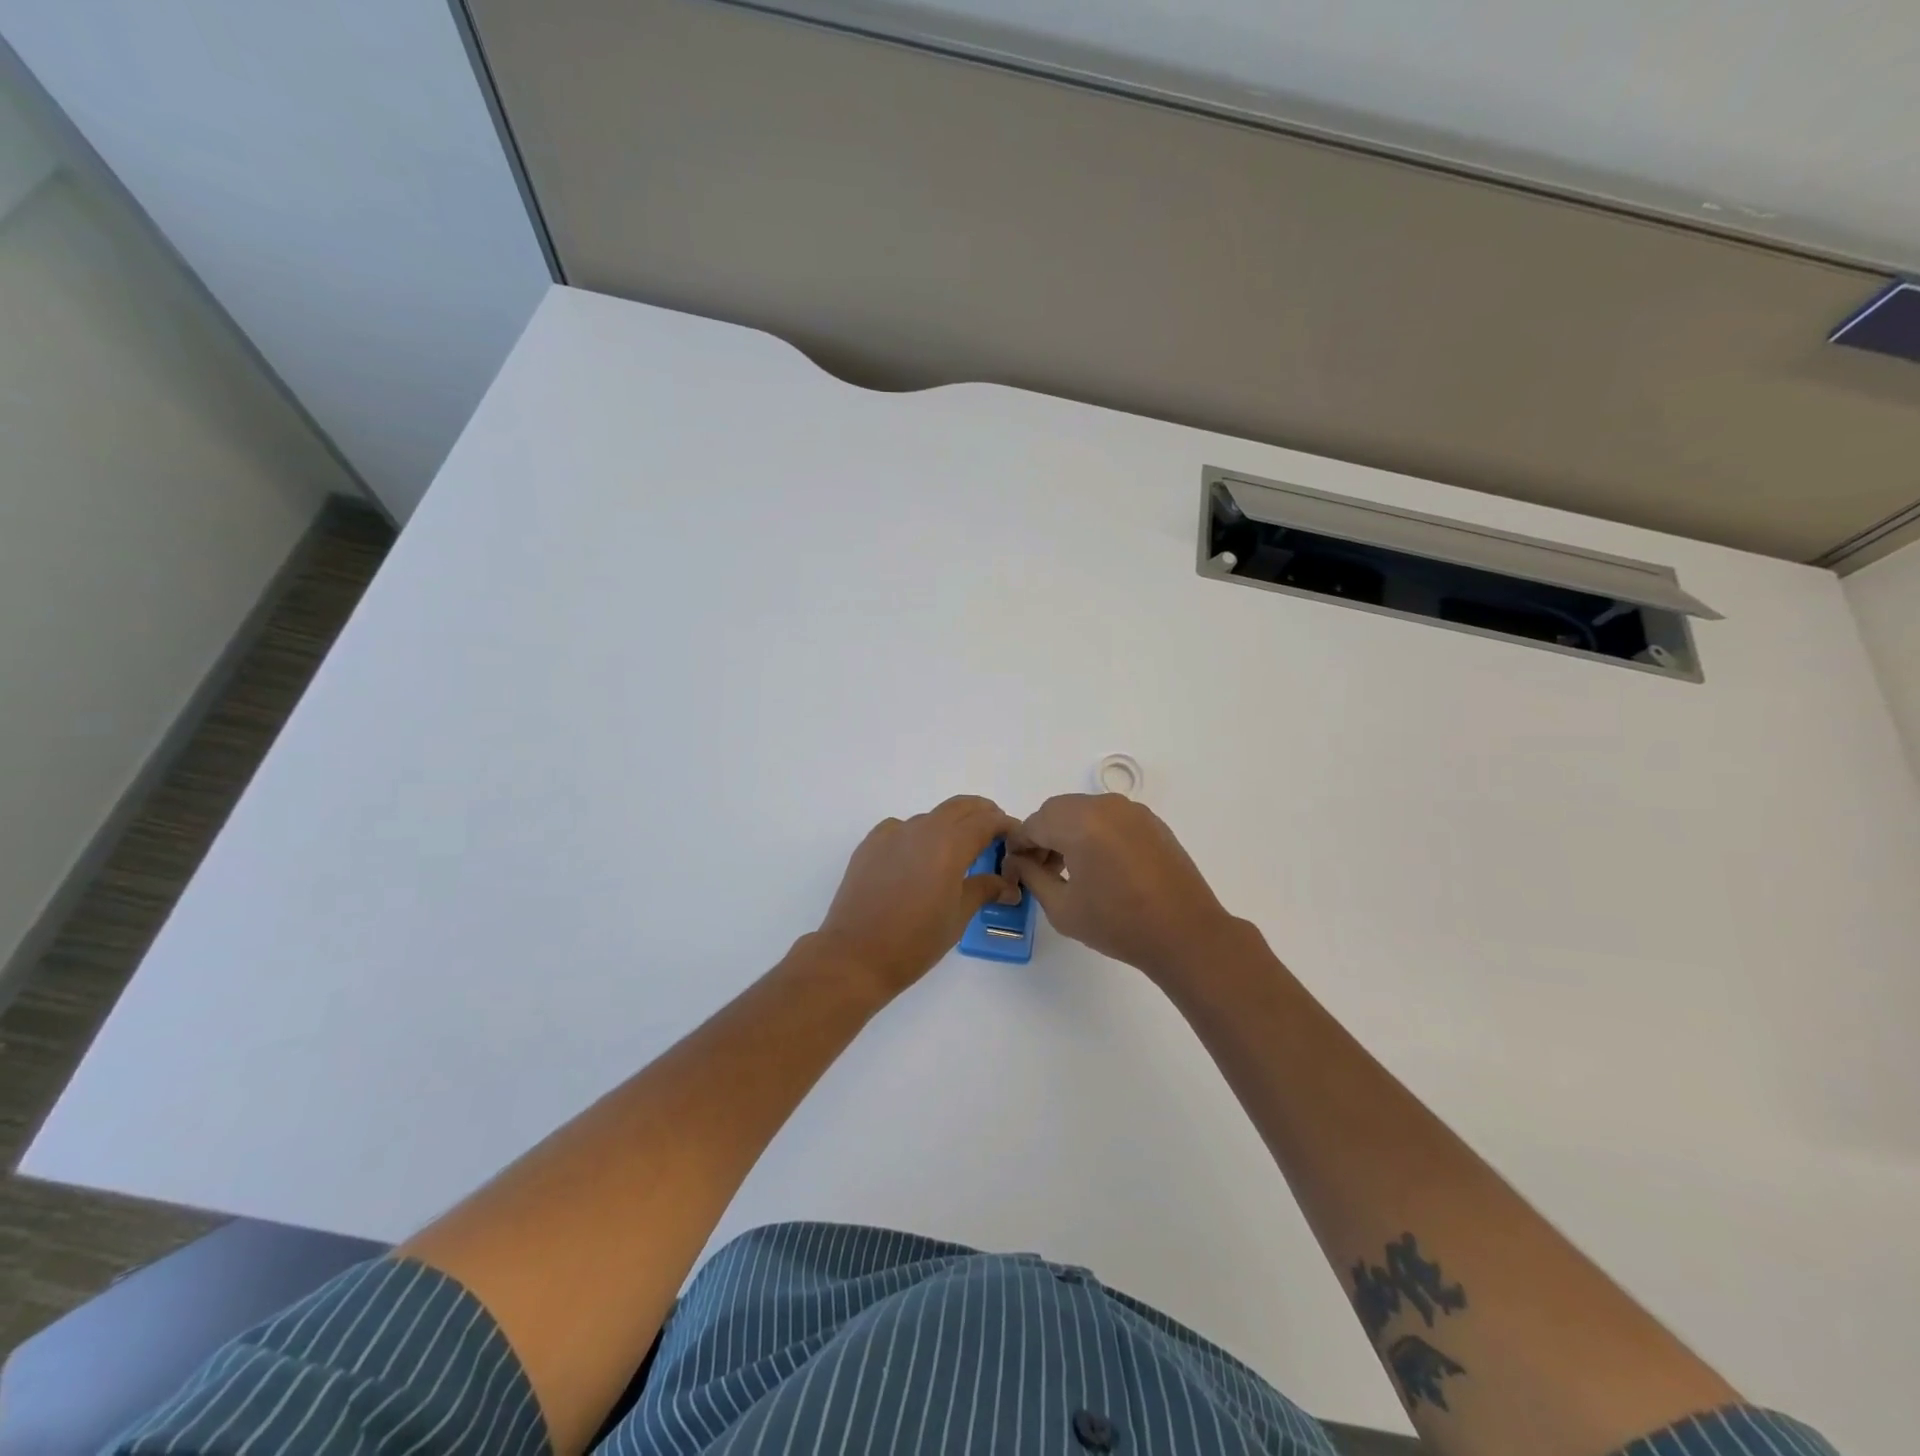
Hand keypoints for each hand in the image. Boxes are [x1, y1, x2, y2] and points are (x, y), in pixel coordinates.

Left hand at [815, 795, 1019, 995]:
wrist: (855, 956)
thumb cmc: (915, 941)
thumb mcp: (958, 916)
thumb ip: (984, 889)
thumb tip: (1007, 885)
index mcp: (949, 844)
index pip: (986, 820)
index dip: (1005, 825)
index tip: (1016, 837)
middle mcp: (921, 829)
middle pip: (959, 807)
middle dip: (981, 815)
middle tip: (994, 836)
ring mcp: (892, 833)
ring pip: (931, 817)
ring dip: (950, 826)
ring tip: (957, 854)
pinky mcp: (870, 844)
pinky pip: (903, 829)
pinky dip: (919, 836)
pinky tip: (919, 861)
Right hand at [1006, 794, 1241, 984]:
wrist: (1185, 933)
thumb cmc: (1118, 924)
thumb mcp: (1062, 907)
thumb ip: (1032, 877)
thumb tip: (1018, 861)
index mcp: (1079, 823)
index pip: (1033, 824)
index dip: (1018, 846)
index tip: (1015, 871)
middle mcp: (1104, 805)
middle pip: (1057, 811)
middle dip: (1042, 836)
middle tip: (1040, 871)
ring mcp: (1131, 810)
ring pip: (1083, 810)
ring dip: (1067, 832)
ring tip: (1069, 870)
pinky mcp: (1150, 821)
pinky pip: (1108, 817)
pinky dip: (1094, 832)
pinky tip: (1099, 865)